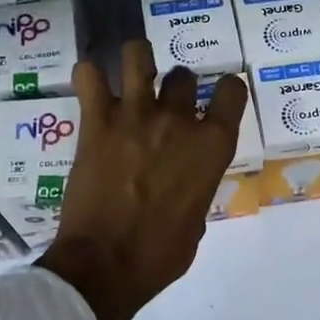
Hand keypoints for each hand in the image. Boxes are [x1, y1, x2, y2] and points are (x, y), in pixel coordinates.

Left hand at [39, 41, 248, 319]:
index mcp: (212, 146)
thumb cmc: (160, 255)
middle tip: (164, 107)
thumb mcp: (196, 222)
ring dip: (137, 60)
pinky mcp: (95, 122)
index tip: (217, 99)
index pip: (232, 90)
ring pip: (138, 55)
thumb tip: (185, 181)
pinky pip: (87, 76)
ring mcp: (134, 115)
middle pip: (183, 76)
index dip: (226, 91)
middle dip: (177, 88)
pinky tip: (91, 88)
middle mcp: (177, 120)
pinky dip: (88, 76)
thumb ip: (197, 186)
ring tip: (130, 75)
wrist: (105, 265)